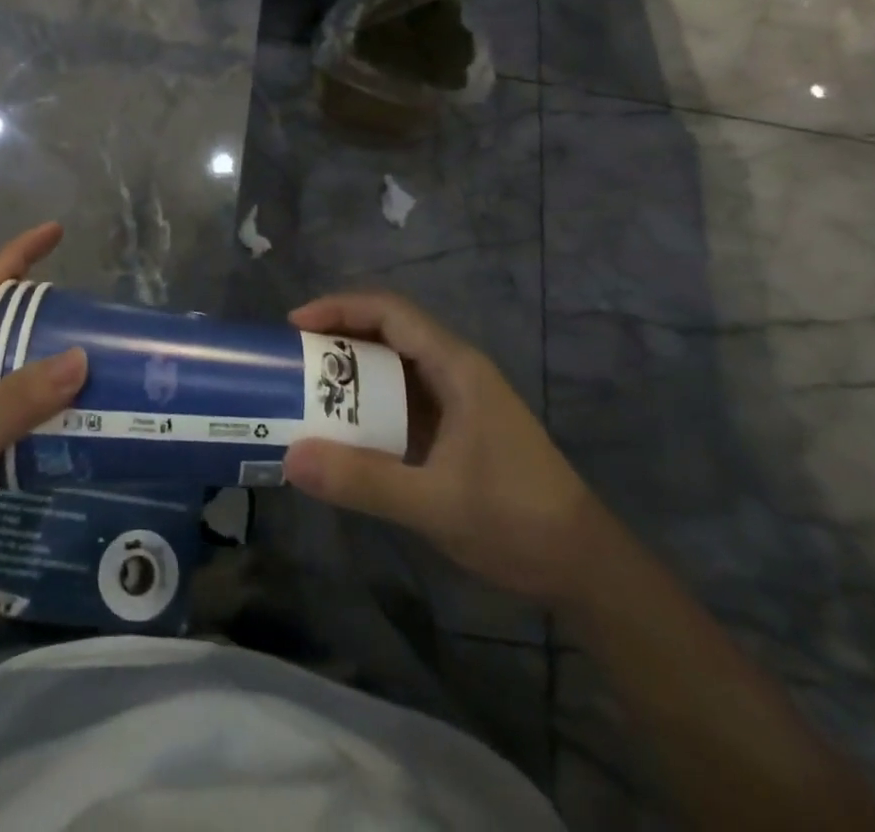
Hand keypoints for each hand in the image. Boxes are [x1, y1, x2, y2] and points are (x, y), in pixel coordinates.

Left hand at [0, 223, 86, 629]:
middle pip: (1, 322)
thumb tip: (80, 356)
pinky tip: (75, 412)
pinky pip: (14, 403)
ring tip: (99, 354)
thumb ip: (13, 404)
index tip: (58, 229)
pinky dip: (45, 397)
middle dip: (45, 307)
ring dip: (49, 355)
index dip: (18, 254)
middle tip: (98, 309)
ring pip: (11, 364)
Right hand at [282, 292, 596, 605]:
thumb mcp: (434, 503)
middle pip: (388, 332)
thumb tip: (290, 458)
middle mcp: (454, 370)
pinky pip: (401, 400)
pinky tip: (342, 428)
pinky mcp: (454, 428)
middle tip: (292, 359)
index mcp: (455, 367)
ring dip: (351, 372)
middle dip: (338, 338)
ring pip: (394, 366)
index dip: (340, 308)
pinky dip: (368, 404)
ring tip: (306, 388)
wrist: (583, 566)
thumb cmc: (515, 520)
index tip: (296, 326)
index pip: (390, 312)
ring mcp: (456, 399)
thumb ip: (363, 481)